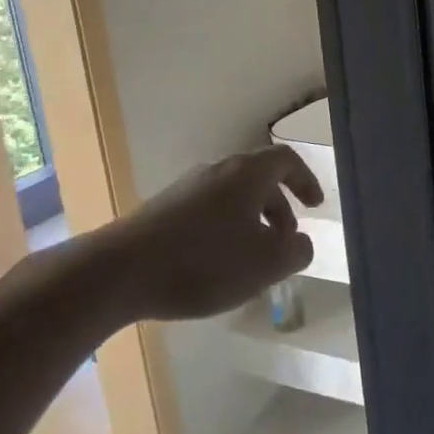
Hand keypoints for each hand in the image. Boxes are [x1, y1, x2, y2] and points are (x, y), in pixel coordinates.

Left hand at [65, 146, 323, 321]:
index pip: (287, 160)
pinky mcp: (160, 212)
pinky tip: (214, 268)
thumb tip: (300, 243)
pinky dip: (223, 233)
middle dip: (279, 210)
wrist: (118, 273)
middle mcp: (217, 171)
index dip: (306, 180)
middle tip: (285, 242)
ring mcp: (184, 190)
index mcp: (247, 173)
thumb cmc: (204, 262)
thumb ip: (296, 251)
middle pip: (258, 180)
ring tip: (251, 262)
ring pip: (231, 199)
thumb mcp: (266, 263)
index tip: (315, 206)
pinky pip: (205, 214)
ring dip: (250, 224)